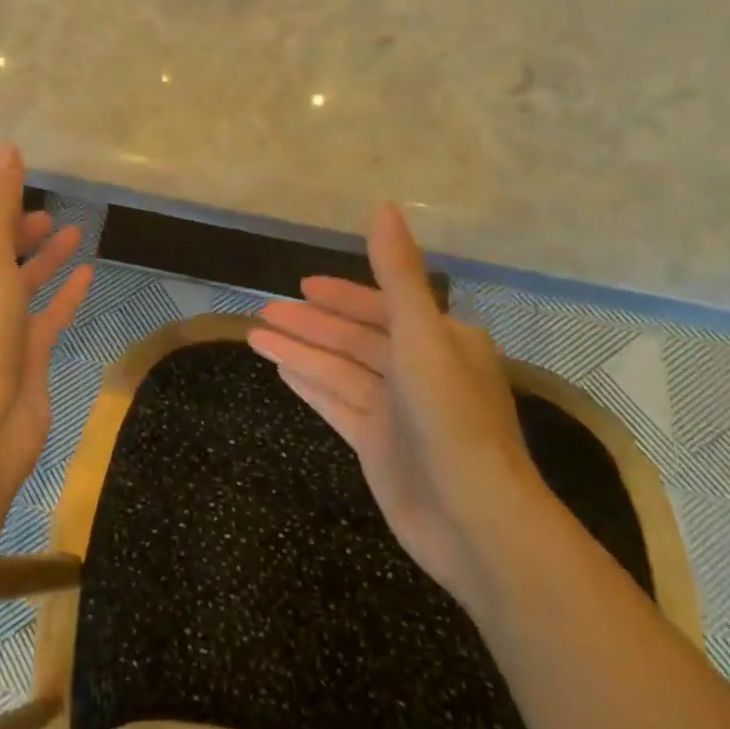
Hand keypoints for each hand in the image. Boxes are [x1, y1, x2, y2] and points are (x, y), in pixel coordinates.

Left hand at [0, 142, 92, 528]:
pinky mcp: (19, 360)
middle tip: (51, 216)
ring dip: (43, 261)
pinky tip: (87, 274)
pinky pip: (43, 319)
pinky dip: (62, 296)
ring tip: (76, 233)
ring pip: (18, 287)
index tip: (22, 197)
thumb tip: (5, 145)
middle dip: (18, 235)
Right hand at [248, 203, 552, 602]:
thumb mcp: (421, 335)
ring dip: (299, 351)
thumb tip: (383, 206)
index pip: (383, 306)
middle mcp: (420, 371)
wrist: (476, 522)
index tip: (302, 285)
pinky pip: (336, 403)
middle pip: (354, 338)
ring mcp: (397, 411)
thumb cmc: (450, 417)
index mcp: (440, 340)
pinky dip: (309, 385)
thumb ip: (398, 273)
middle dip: (310, 324)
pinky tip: (280, 370)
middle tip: (263, 310)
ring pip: (338, 370)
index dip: (341, 294)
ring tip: (254, 335)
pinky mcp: (378, 446)